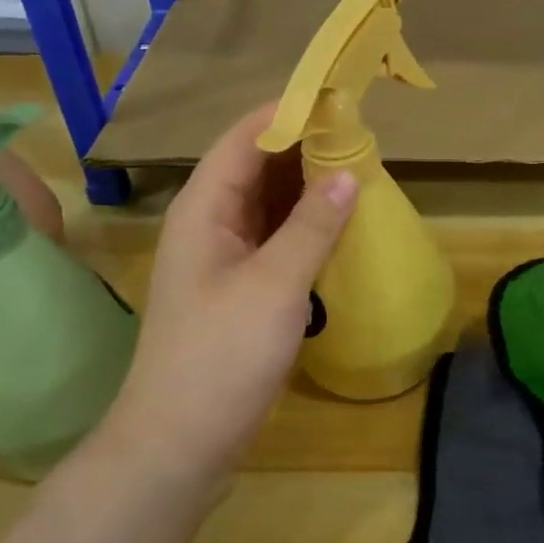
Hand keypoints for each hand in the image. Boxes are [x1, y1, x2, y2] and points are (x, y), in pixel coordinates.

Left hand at [105, 105, 357, 479]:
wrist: (179, 442)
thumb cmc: (220, 356)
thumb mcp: (274, 286)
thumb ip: (312, 226)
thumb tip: (348, 173)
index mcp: (204, 207)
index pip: (246, 137)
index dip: (291, 113)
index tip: (342, 100)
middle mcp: (210, 223)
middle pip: (258, 166)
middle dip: (307, 149)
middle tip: (364, 139)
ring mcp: (223, 258)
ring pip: (269, 205)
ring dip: (309, 189)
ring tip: (362, 174)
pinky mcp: (239, 289)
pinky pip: (276, 241)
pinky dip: (306, 228)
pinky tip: (341, 228)